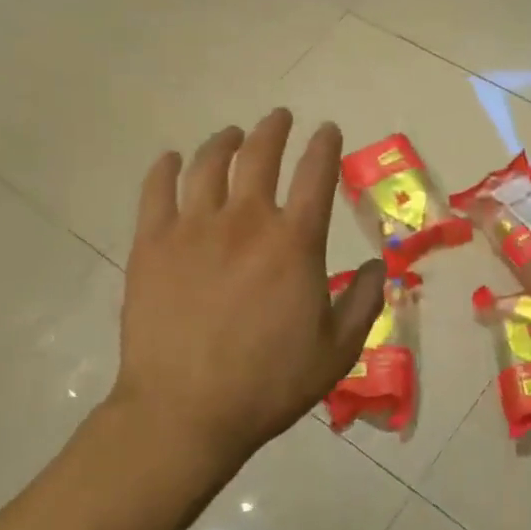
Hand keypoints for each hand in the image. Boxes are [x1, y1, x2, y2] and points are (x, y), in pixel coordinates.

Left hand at [107, 110, 385, 477]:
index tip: (328, 131)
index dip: (325, 146)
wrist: (186, 411)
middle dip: (274, 129)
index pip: (317, 174)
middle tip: (279, 118)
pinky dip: (165, 168)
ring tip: (232, 134)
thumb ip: (364, 301)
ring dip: (224, 141)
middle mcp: (246, 221)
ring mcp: (193, 229)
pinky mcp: (151, 245)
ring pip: (208, 165)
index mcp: (295, 242)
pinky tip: (171, 159)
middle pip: (260, 155)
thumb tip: (378, 265)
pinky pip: (156, 191)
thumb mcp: (338, 350)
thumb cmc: (269, 383)